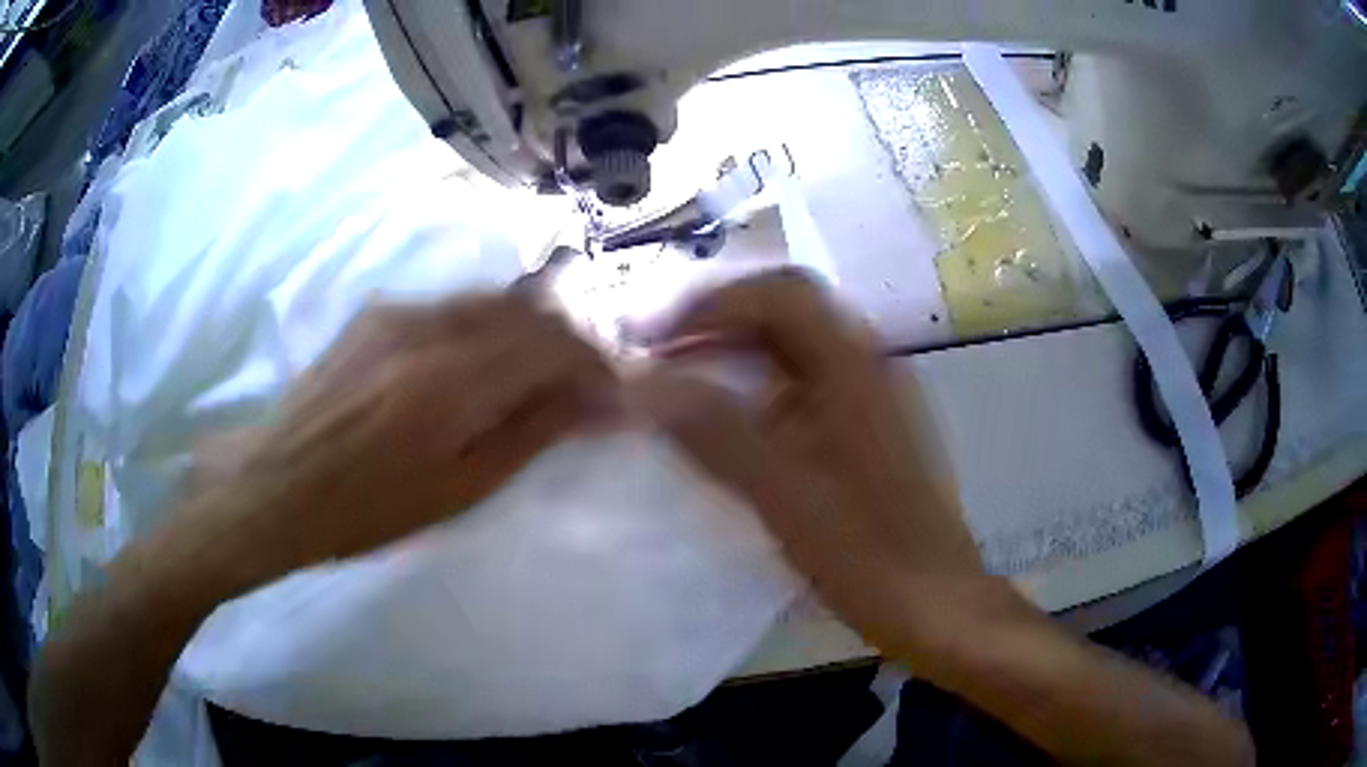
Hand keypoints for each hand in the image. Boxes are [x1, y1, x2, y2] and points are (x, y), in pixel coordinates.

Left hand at [218, 294, 611, 570]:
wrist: (276, 484)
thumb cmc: (366, 510)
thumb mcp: (458, 492)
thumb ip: (530, 434)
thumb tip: (594, 402)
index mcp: (451, 383)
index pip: (552, 343)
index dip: (593, 363)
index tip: (607, 395)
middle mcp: (428, 327)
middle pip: (526, 309)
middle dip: (565, 342)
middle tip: (575, 387)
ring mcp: (398, 311)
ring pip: (489, 301)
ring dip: (525, 332)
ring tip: (531, 377)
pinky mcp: (376, 311)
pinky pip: (450, 307)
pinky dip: (482, 329)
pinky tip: (472, 366)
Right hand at [635, 271, 985, 656]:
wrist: (936, 604)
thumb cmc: (867, 555)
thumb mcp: (783, 496)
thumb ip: (714, 432)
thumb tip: (644, 382)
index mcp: (854, 365)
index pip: (779, 295)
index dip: (710, 305)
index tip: (653, 340)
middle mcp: (866, 365)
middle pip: (787, 312)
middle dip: (719, 323)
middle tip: (661, 355)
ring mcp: (870, 397)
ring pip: (794, 350)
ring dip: (736, 354)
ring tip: (681, 383)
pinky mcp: (865, 431)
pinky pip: (803, 387)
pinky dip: (757, 390)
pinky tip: (729, 425)